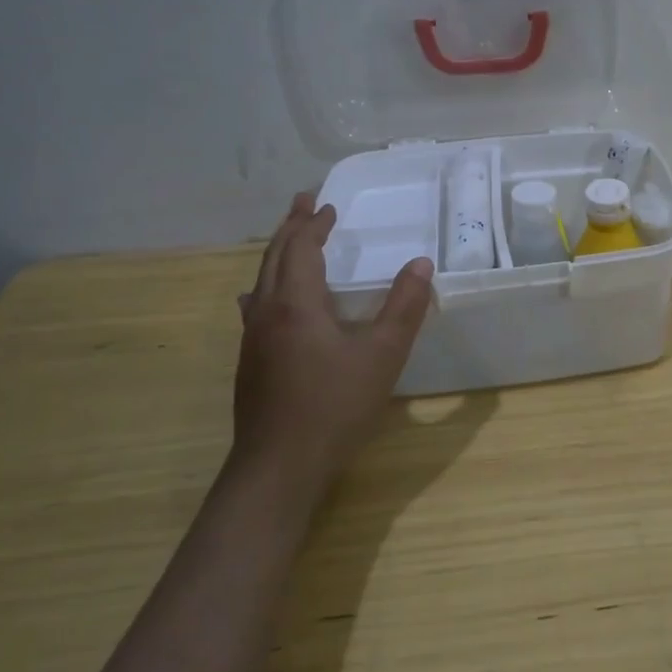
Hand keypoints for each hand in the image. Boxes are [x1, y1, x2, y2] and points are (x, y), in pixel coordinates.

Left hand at [233, 192, 433, 497]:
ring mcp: (253, 339)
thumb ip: (404, 307)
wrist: (278, 468)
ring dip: (278, 254)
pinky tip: (267, 300)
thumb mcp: (382, 355)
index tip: (327, 205)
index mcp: (295, 304)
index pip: (300, 248)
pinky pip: (257, 305)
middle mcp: (266, 313)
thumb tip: (420, 263)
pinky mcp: (251, 362)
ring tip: (291, 240)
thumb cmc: (334, 406)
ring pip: (261, 280)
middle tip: (303, 204)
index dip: (313, 224)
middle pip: (274, 257)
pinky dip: (268, 284)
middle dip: (290, 227)